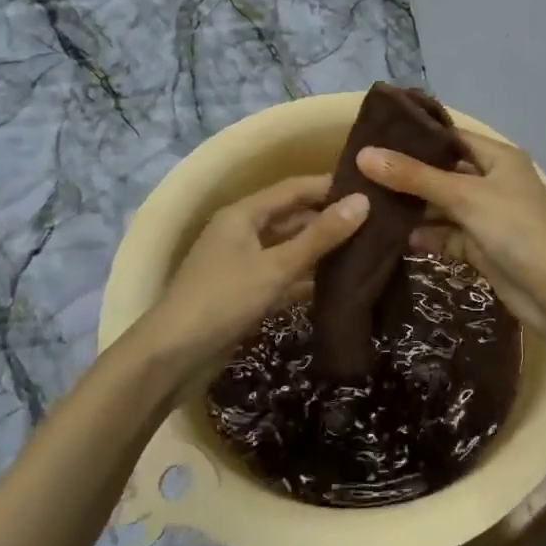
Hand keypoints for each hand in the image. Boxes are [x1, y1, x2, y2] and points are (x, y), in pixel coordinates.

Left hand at [137, 176, 369, 382]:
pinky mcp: (245, 293)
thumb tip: (363, 202)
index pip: (294, 189)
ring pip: (289, 248)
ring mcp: (242, 264)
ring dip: (321, 250)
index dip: (329, 187)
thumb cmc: (223, 300)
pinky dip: (307, 278)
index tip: (369, 189)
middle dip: (329, 219)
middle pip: (292, 217)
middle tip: (375, 223)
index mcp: (244, 214)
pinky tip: (339, 284)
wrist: (171, 359)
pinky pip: (283, 276)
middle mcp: (242, 232)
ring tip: (366, 250)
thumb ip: (320, 236)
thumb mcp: (276, 267)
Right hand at [356, 132, 545, 337]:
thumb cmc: (516, 230)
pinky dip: (428, 237)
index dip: (415, 137)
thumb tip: (364, 154)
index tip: (373, 138)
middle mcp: (493, 181)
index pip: (451, 137)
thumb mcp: (464, 196)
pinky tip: (397, 240)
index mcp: (498, 158)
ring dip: (414, 209)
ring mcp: (488, 216)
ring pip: (443, 206)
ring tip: (369, 206)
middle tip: (361, 174)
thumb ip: (414, 177)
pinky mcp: (483, 247)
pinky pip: (448, 235)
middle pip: (444, 172)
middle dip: (408, 176)